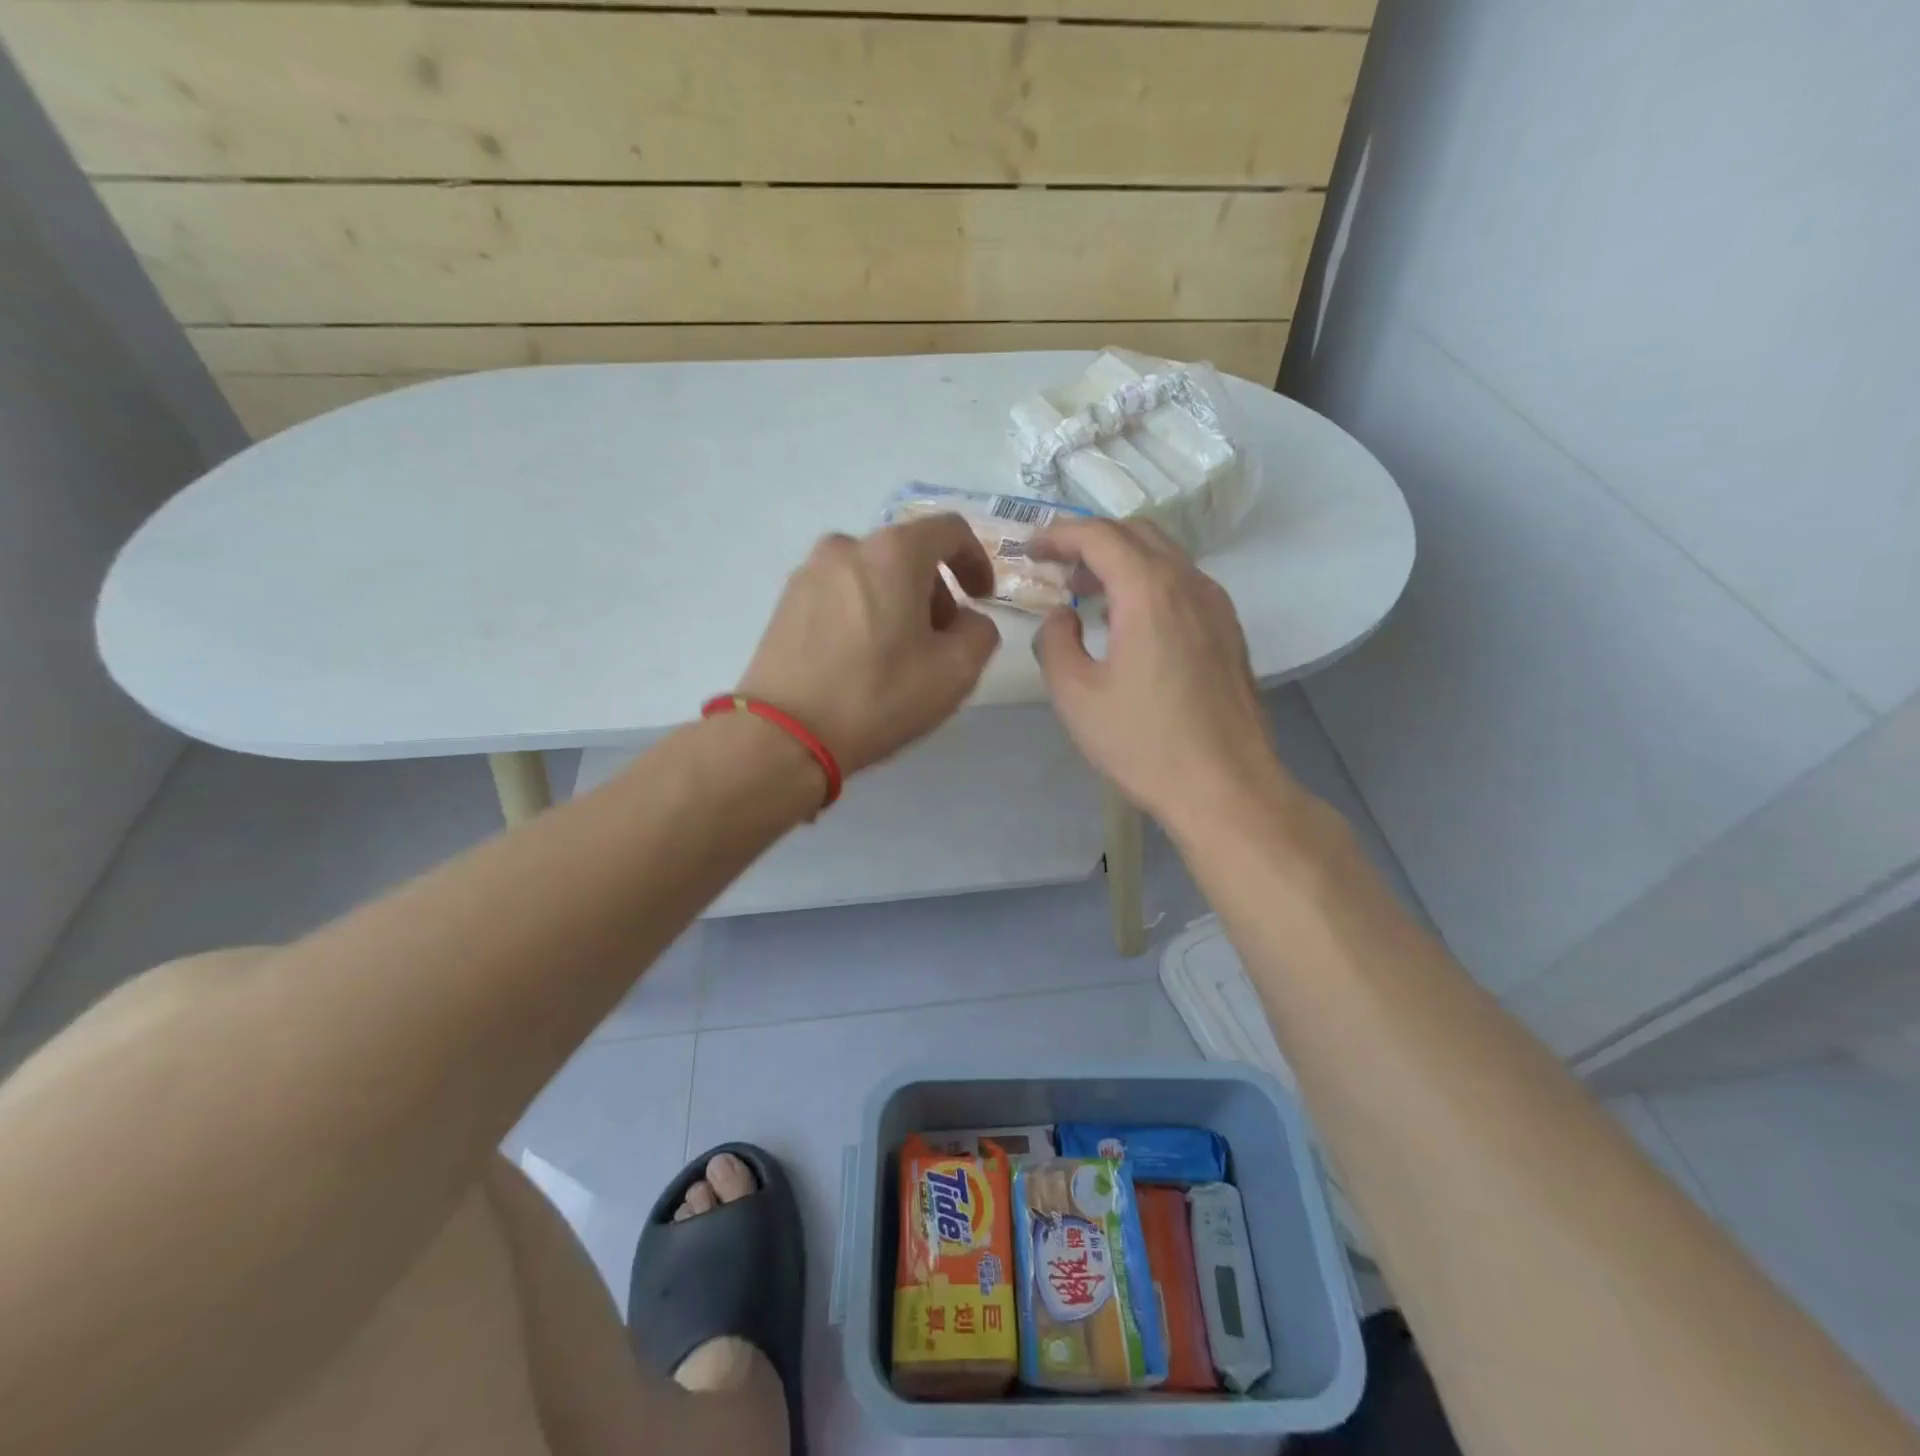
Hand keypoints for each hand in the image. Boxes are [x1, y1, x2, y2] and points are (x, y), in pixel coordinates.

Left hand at [738, 514, 1001, 775]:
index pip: (950, 531)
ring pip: (872, 575)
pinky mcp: (785, 602)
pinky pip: (841, 594)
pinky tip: (861, 660)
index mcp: (894, 552)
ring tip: (899, 655)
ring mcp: (809, 573)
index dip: (976, 560)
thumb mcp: (956, 672)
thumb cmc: (878, 696)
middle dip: (935, 592)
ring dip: (898, 603)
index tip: (981, 598)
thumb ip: (980, 632)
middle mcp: (847, 547)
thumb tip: (966, 621)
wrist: (783, 734)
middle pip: (908, 554)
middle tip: (941, 641)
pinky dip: (863, 613)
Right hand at [1028, 519, 1289, 829]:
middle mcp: (1189, 583)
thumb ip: (1054, 642)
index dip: (1058, 535)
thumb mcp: (1075, 696)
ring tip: (1089, 596)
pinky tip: (1131, 623)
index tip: (1030, 550)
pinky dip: (1149, 583)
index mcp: (1149, 591)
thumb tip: (1061, 617)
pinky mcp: (1229, 631)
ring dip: (1122, 562)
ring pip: (1165, 556)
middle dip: (1090, 542)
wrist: (1225, 787)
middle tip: (1057, 571)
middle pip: (1136, 534)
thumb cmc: (1143, 743)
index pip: (1098, 536)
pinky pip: (1183, 584)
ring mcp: (1217, 606)